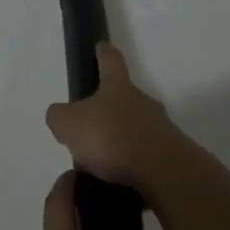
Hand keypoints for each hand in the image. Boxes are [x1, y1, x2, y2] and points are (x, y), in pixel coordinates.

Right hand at [44, 44, 193, 196]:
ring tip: (98, 167)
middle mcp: (142, 102)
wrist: (163, 174)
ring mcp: (160, 129)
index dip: (103, 52)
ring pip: (133, 130)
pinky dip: (130, 167)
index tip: (100, 46)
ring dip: (118, 143)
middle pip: (122, 98)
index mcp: (117, 87)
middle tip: (87, 130)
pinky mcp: (170, 157)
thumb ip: (59, 117)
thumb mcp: (69, 124)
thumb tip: (62, 117)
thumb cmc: (112, 138)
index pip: (110, 60)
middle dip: (106, 111)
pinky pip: (144, 157)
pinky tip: (116, 184)